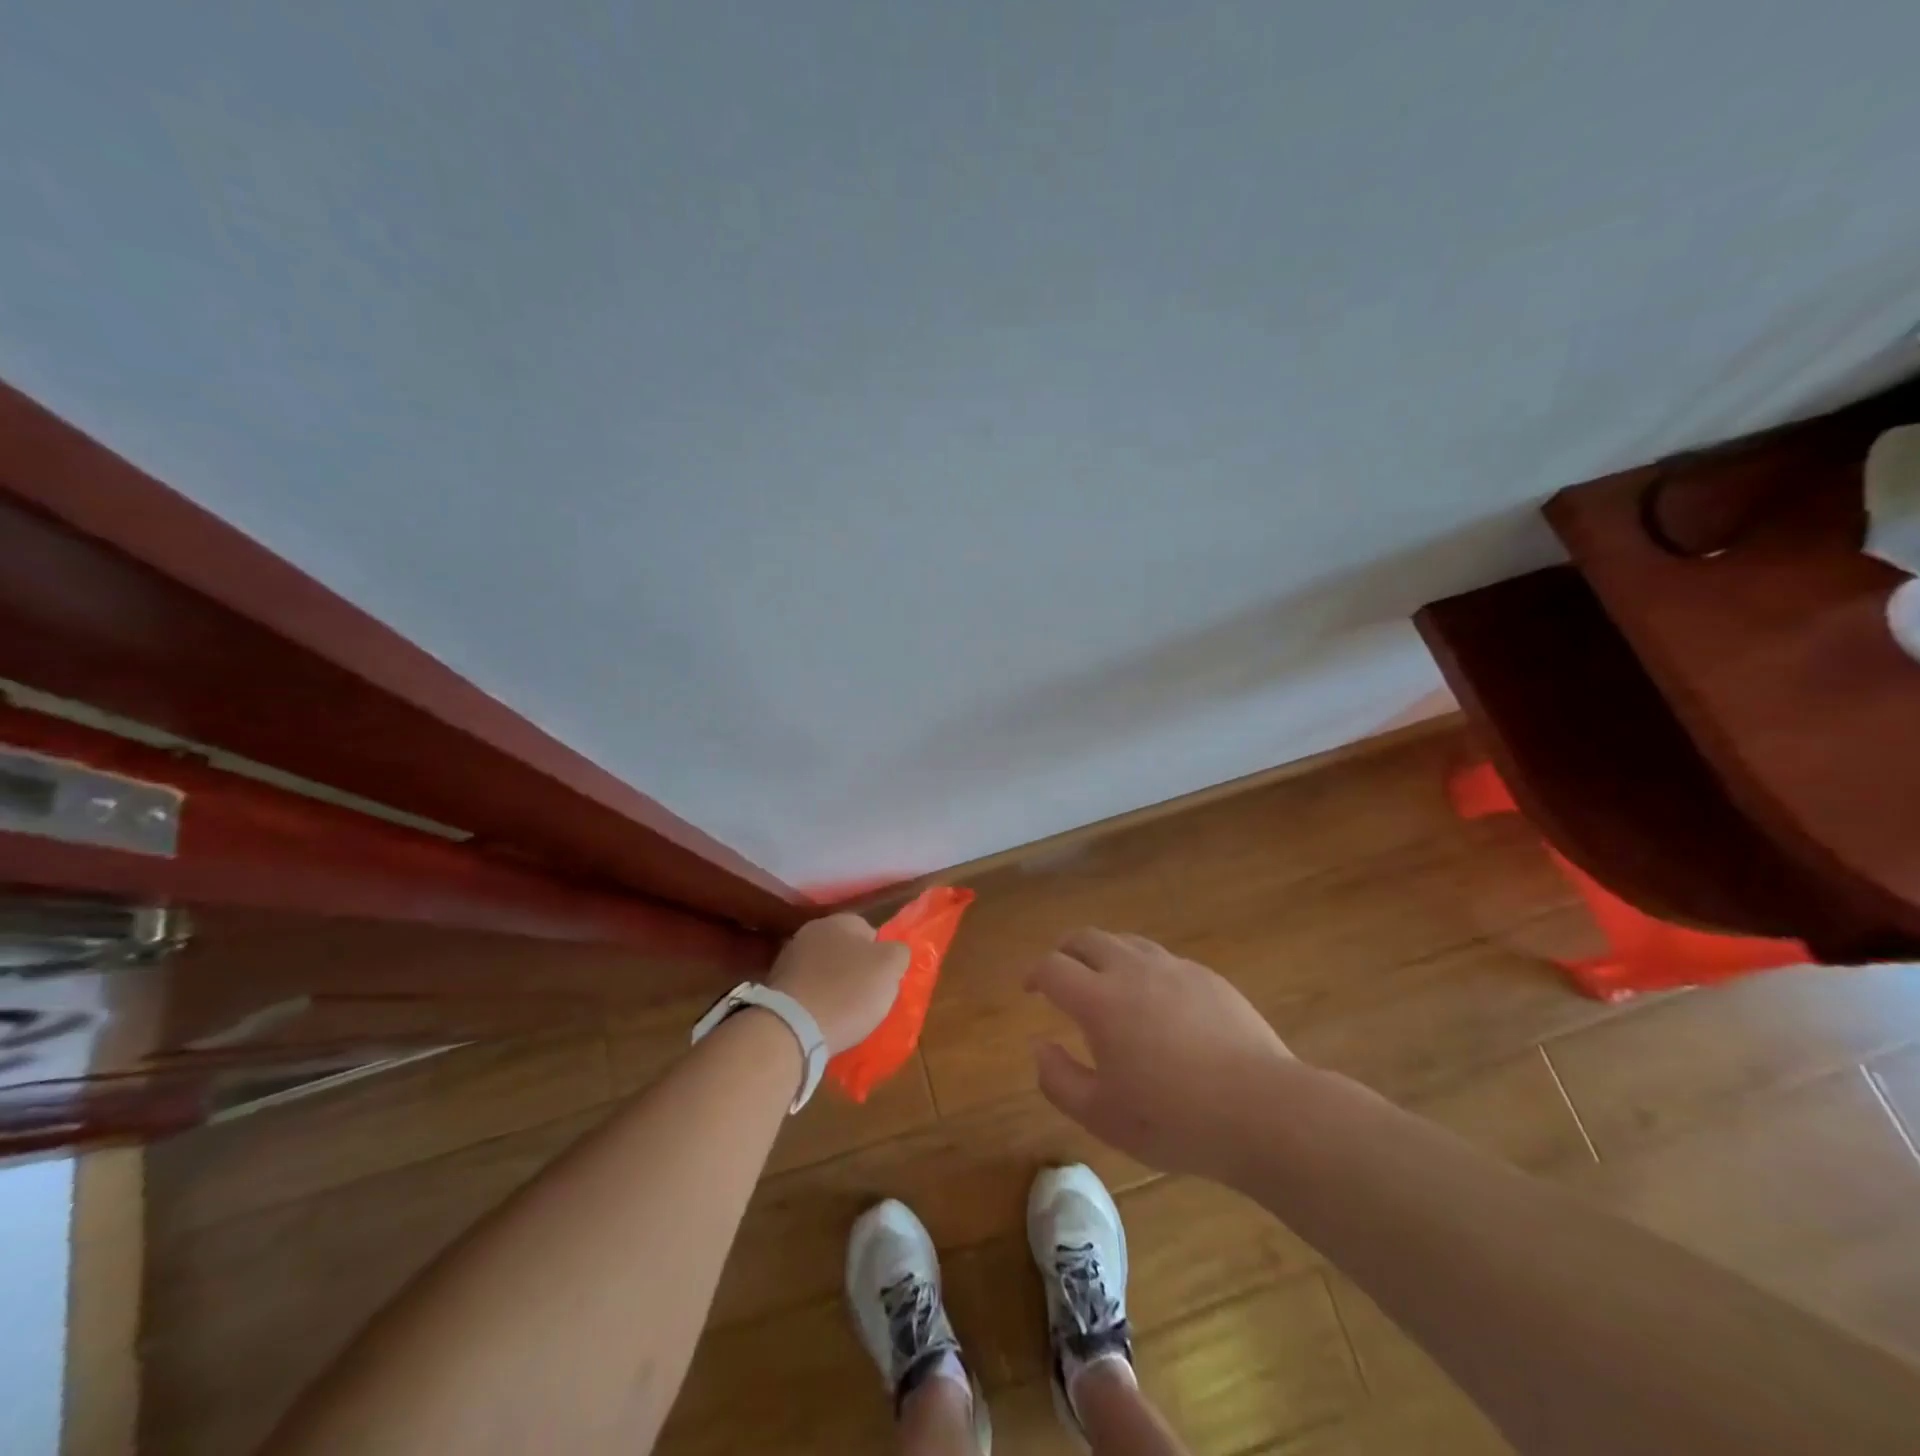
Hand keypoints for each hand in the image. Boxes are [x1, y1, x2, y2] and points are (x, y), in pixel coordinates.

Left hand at [768, 913, 909, 1054]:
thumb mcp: (890, 968)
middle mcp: (812, 931)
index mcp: (840, 921)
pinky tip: (822, 1020)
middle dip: (856, 971)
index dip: (881, 957)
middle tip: (868, 998)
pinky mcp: (776, 987)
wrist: (791, 1028)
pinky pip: (807, 990)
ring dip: (834, 986)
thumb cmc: (848, 992)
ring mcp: (789, 958)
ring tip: (845, 1014)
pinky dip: (816, 1002)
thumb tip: (894, 951)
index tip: (885, 981)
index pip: (870, 931)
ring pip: (824, 971)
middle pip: (845, 950)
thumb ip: (898, 952)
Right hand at [1028, 928, 1294, 1180]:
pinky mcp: (1207, 976)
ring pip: (1126, 941)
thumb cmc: (1174, 1118)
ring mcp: (1174, 968)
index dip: (1035, 974)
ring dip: (1104, 954)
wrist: (1263, 1109)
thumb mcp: (1102, 1116)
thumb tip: (1040, 1047)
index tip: (1031, 989)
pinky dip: (1143, 968)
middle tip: (1061, 974)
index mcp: (1100, 1000)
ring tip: (1105, 981)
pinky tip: (1155, 1000)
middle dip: (1065, 951)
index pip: (1053, 967)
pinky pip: (1162, 959)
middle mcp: (1132, 970)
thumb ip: (1059, 1080)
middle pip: (1087, 938)